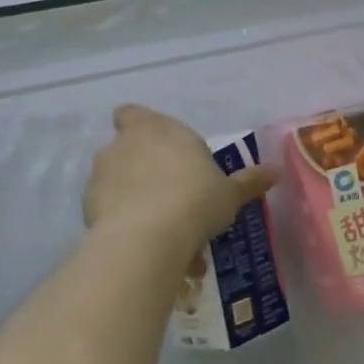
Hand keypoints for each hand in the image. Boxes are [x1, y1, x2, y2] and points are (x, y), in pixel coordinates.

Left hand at [83, 105, 278, 248]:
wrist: (148, 238)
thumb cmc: (196, 199)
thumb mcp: (230, 193)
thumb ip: (248, 181)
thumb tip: (275, 171)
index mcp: (156, 128)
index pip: (132, 114)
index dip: (141, 128)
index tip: (161, 149)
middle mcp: (123, 145)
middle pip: (127, 150)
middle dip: (145, 171)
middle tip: (175, 198)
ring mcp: (101, 176)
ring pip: (119, 184)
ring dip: (137, 201)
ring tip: (168, 234)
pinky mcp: (88, 208)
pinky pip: (110, 212)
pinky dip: (125, 224)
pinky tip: (151, 248)